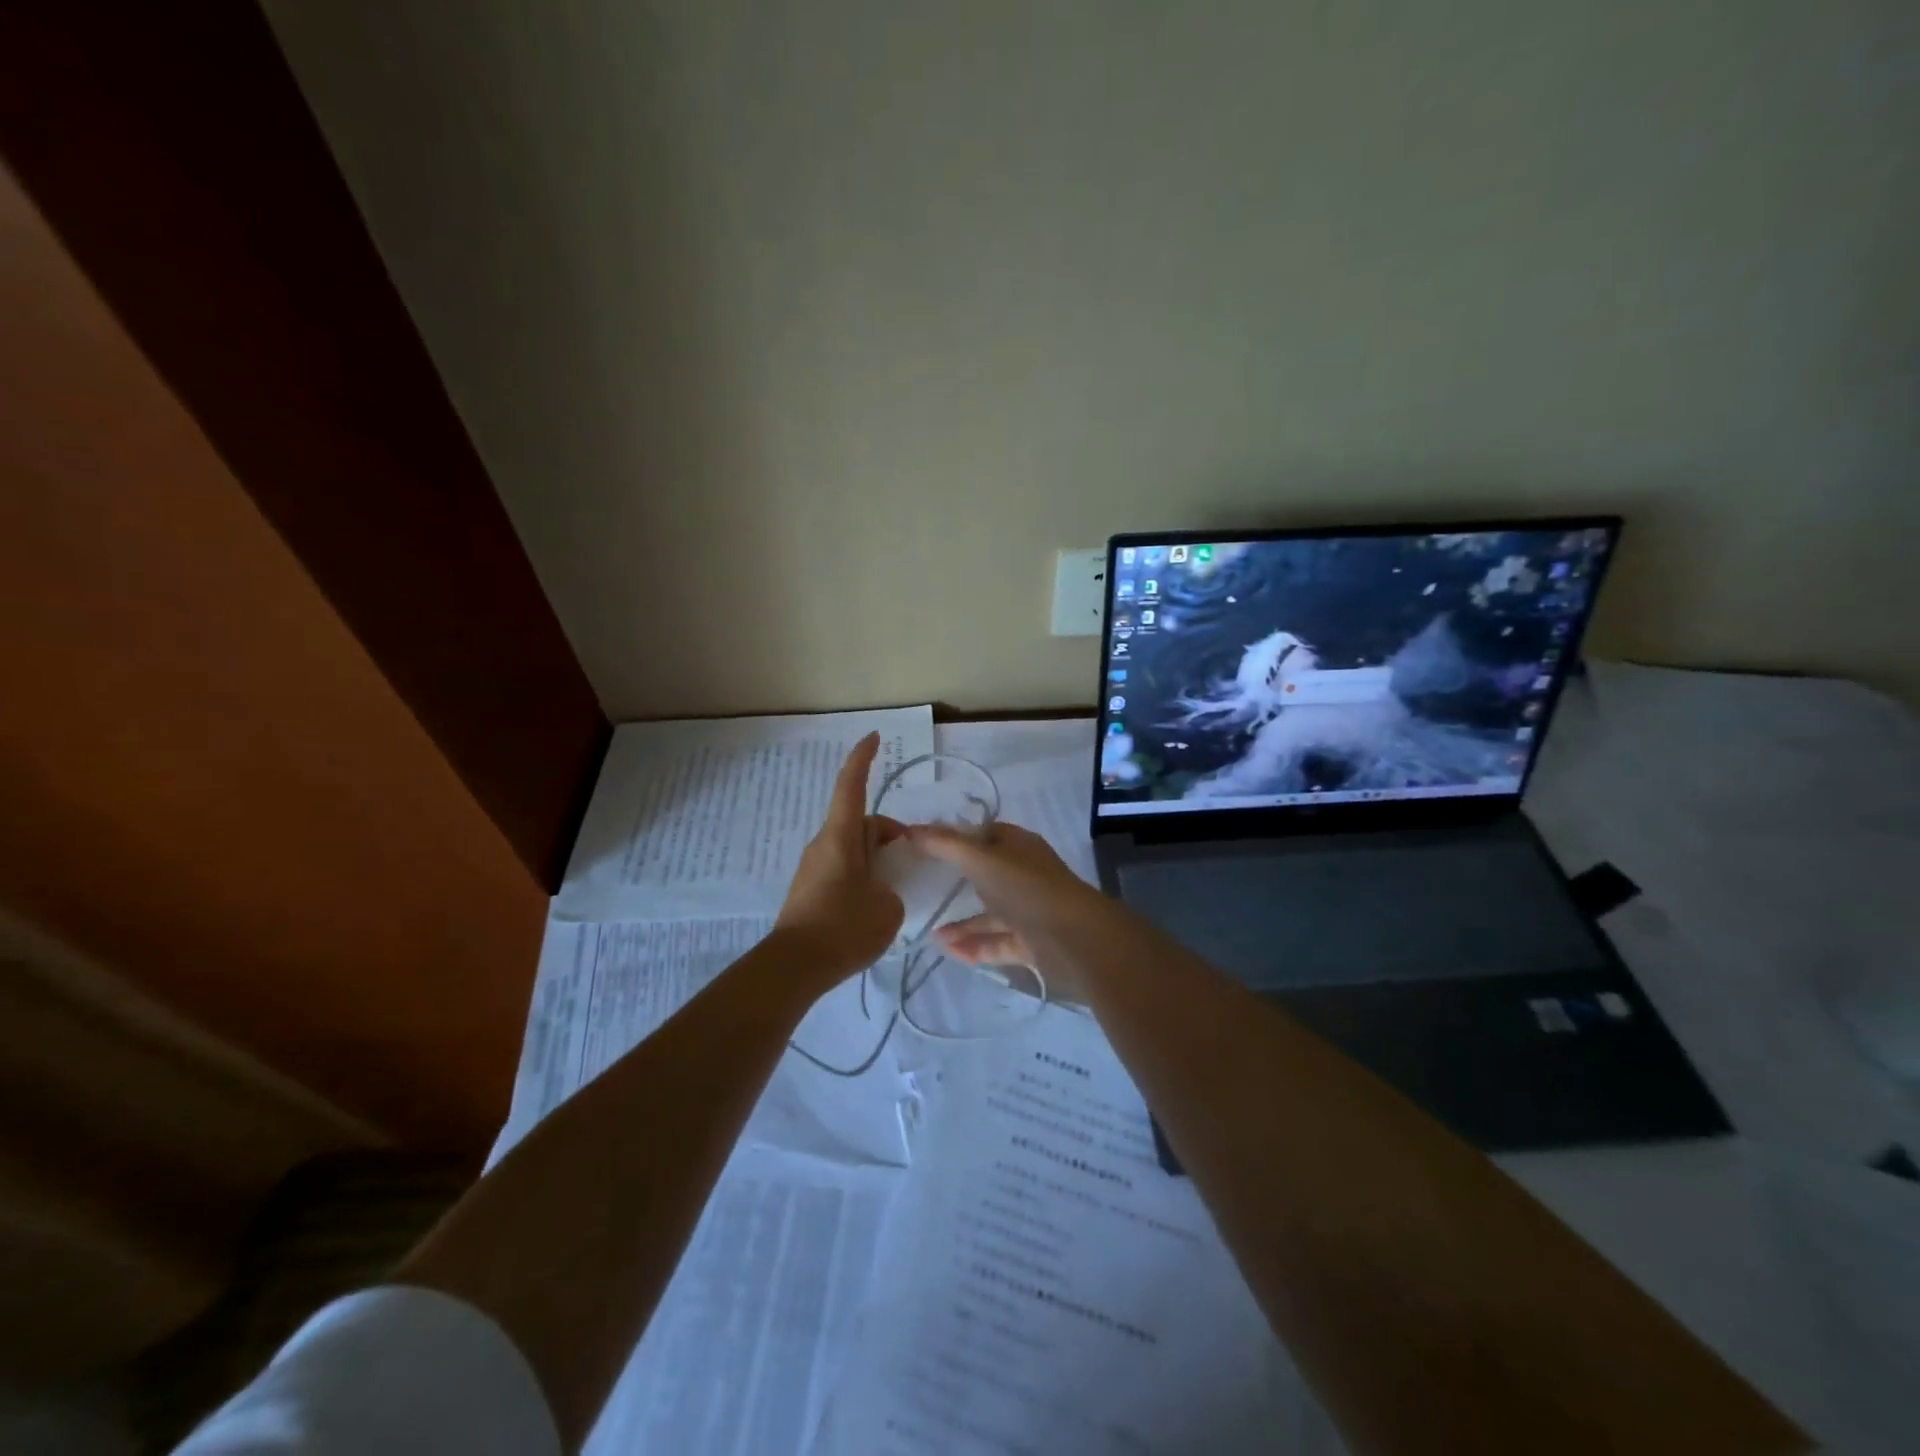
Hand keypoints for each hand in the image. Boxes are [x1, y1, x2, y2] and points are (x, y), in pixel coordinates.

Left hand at [773, 734, 905, 985]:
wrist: (794, 967)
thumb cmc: (844, 927)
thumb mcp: (887, 907)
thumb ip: (892, 889)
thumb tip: (882, 890)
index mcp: (841, 837)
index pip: (851, 786)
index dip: (862, 759)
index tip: (873, 737)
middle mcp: (824, 844)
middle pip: (860, 822)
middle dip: (888, 833)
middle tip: (913, 858)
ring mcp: (814, 867)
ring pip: (853, 848)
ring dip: (877, 857)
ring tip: (897, 887)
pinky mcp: (810, 890)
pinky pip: (843, 869)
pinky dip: (863, 875)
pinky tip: (875, 905)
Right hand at [908, 821, 1106, 974]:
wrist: (1075, 939)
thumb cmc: (1027, 888)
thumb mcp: (981, 859)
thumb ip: (945, 845)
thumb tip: (910, 829)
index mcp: (1019, 846)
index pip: (986, 834)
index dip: (957, 837)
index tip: (926, 846)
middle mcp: (1025, 875)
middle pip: (987, 874)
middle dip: (957, 881)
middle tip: (923, 887)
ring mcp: (1030, 910)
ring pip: (991, 915)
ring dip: (962, 923)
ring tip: (929, 932)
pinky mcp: (1031, 943)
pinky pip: (997, 943)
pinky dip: (974, 946)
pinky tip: (948, 950)